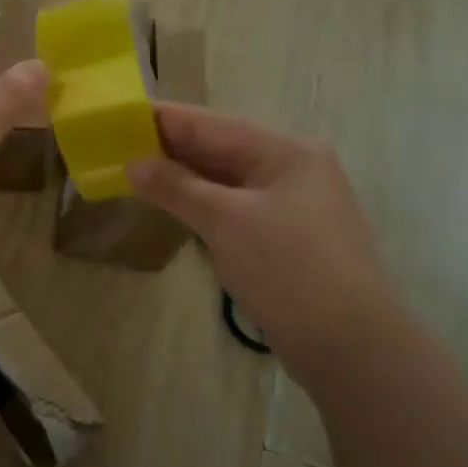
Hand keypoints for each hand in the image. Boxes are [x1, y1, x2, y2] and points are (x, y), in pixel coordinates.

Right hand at [127, 103, 415, 385]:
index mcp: (285, 150)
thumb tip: (132, 164)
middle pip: (218, 148)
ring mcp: (291, 204)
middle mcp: (291, 168)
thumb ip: (175, 187)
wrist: (353, 348)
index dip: (161, 120)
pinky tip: (171, 205)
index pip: (210, 123)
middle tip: (114, 148)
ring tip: (132, 173)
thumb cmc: (289, 270)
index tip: (115, 118)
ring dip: (182, 178)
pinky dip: (201, 204)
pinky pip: (233, 206)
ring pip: (225, 179)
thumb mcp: (225, 221)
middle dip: (167, 149)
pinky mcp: (285, 237)